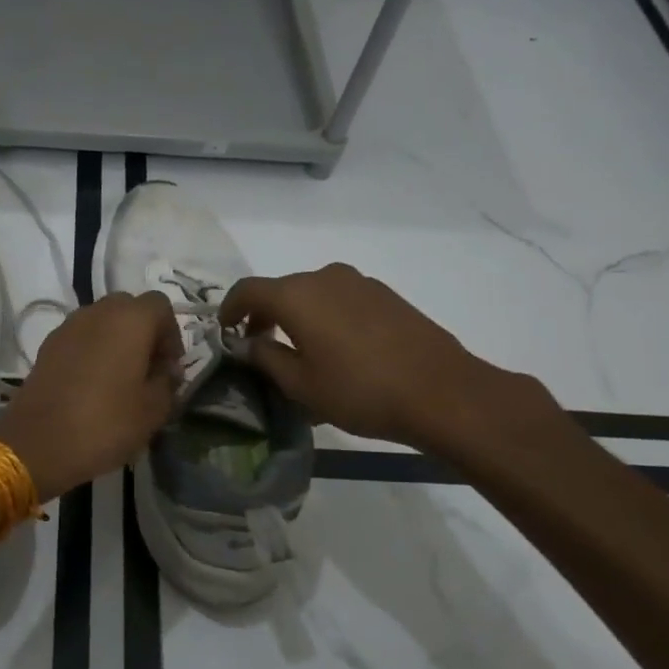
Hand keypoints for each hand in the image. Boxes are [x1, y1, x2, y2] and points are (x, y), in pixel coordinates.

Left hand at [0, 292, 184, 501]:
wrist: (37, 443)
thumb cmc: (105, 423)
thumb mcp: (153, 410)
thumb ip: (168, 381)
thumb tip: (167, 369)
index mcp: (130, 319)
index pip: (160, 305)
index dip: (171, 334)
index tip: (169, 367)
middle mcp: (98, 312)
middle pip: (129, 308)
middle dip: (144, 333)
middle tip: (148, 370)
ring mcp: (68, 326)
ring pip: (102, 321)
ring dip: (116, 341)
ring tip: (120, 379)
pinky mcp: (48, 345)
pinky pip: (80, 337)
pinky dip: (92, 350)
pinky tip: (92, 385)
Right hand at [219, 263, 561, 459]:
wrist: (442, 392)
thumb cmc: (360, 391)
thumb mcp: (301, 385)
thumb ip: (266, 358)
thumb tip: (250, 341)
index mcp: (297, 295)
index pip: (247, 290)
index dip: (229, 309)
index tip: (225, 330)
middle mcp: (325, 277)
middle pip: (281, 289)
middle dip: (264, 314)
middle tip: (259, 345)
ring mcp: (359, 282)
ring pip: (312, 293)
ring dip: (296, 315)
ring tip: (300, 350)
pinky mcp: (385, 295)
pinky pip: (340, 298)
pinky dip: (325, 315)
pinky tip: (337, 348)